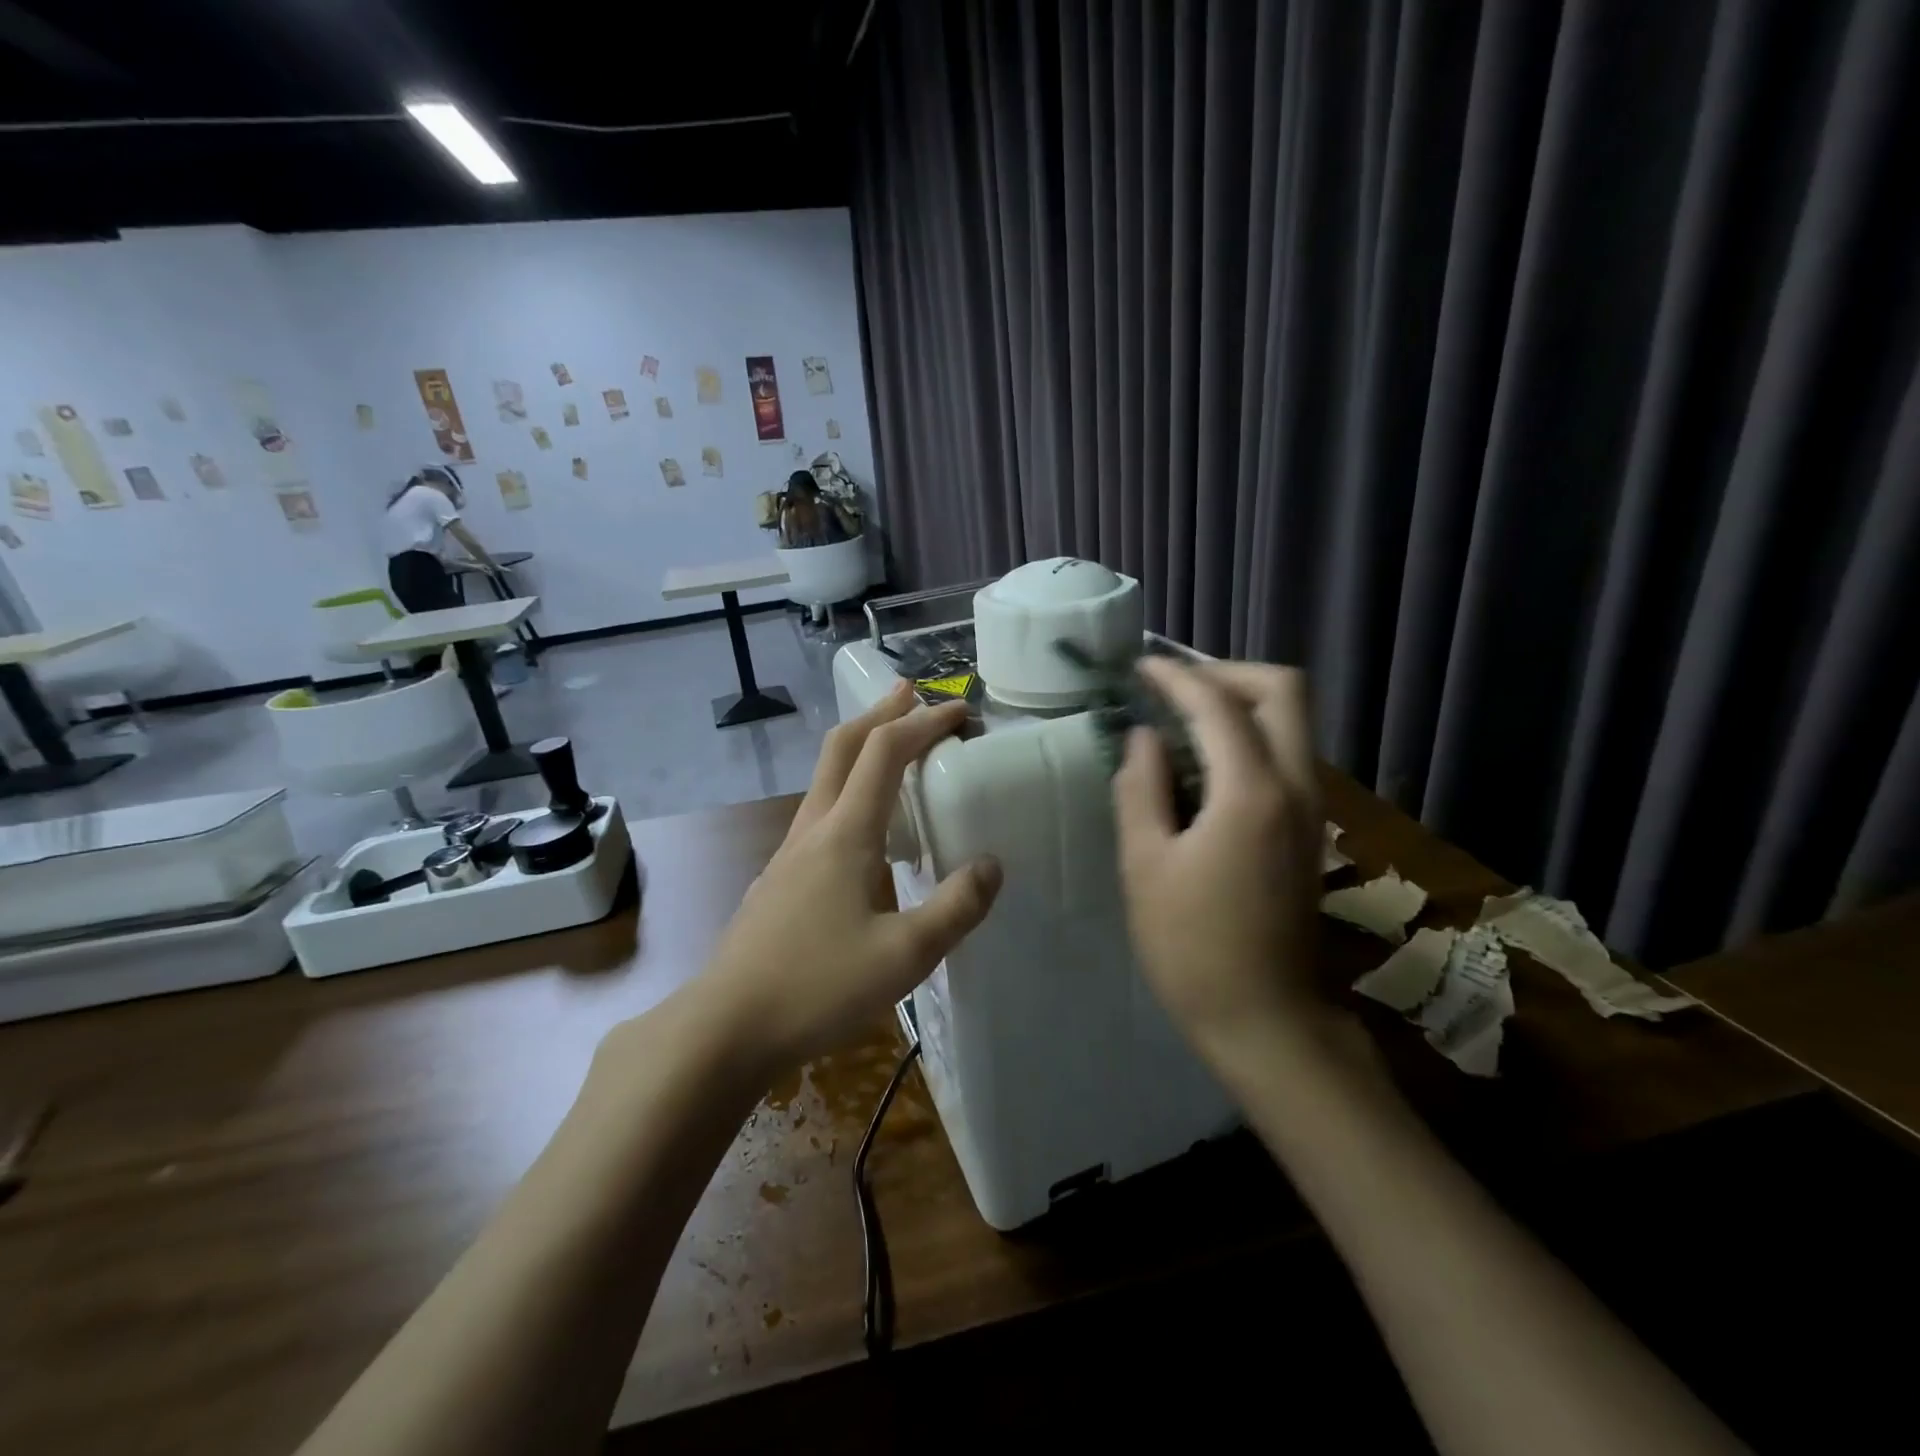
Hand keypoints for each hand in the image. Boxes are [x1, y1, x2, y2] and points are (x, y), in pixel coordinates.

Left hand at [698, 682, 1003, 1069]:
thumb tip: (991, 865)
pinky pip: (819, 813)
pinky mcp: (778, 880)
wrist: (725, 1026)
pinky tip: (864, 828)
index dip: (923, 723)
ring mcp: (788, 854)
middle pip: (843, 748)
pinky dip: (848, 790)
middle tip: (912, 694)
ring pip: (826, 779)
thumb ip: (955, 908)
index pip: (885, 752)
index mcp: (845, 834)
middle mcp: (813, 830)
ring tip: (893, 750)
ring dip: (861, 749)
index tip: (960, 711)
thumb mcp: (905, 956)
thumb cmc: (817, 986)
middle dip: (880, 714)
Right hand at [1113, 659, 1326, 1055]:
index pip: (1218, 704)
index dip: (1177, 676)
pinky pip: (1286, 753)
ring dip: (1240, 703)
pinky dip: (1248, 735)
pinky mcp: (1309, 828)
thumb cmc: (1190, 946)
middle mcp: (1297, 786)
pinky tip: (1204, 762)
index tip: (1141, 667)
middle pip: (1283, 690)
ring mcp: (1312, 807)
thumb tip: (1145, 737)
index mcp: (1252, 793)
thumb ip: (1141, 788)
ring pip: (1291, 720)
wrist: (1264, 1018)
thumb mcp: (1145, 864)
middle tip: (1174, 688)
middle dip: (1227, 674)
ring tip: (1181, 718)